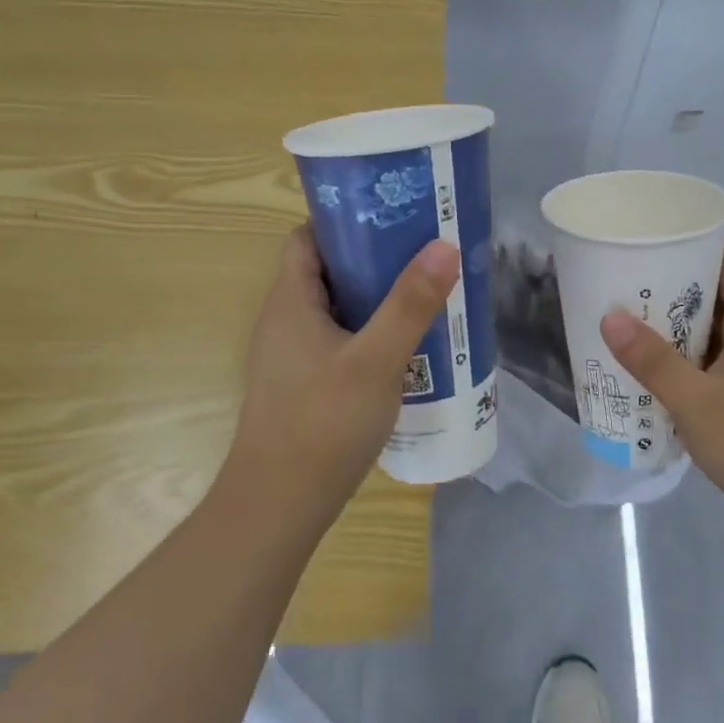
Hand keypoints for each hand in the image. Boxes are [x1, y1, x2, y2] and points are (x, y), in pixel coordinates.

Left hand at [230, 226, 459, 520]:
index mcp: (290, 300)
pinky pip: (343, 341)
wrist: (280, 506)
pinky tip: (410, 347)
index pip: (309, 237)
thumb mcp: (376, 359)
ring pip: (339, 309)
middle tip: (425, 254)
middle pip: (329, 271)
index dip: (347, 221)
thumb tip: (443, 245)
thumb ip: (410, 304)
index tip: (394, 216)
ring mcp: (294, 355)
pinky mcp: (307, 384)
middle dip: (376, 259)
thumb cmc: (323, 423)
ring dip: (379, 299)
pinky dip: (373, 334)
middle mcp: (286, 320)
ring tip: (428, 294)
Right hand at [599, 245, 723, 534]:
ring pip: (717, 326)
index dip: (697, 243)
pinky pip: (718, 355)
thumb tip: (609, 317)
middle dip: (675, 284)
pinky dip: (689, 353)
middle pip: (720, 290)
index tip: (653, 241)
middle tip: (627, 282)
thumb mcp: (695, 403)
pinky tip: (657, 368)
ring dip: (678, 323)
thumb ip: (652, 361)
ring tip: (631, 320)